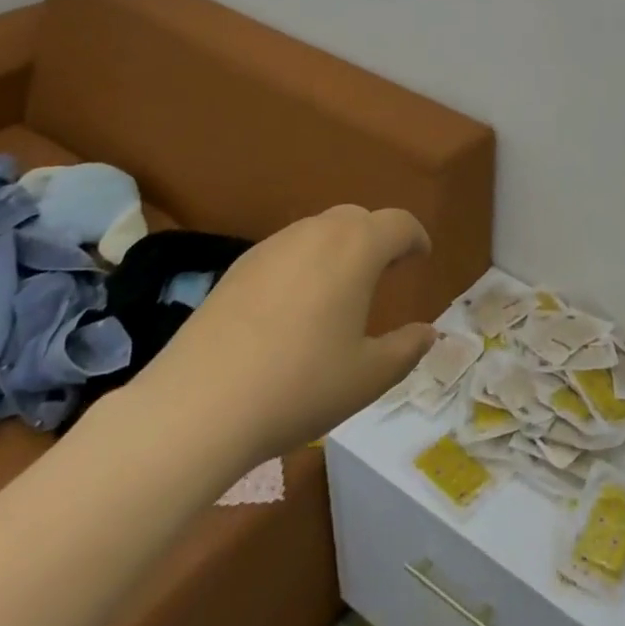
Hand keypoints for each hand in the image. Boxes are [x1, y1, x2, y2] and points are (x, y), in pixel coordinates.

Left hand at [131, 204, 436, 469]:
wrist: (195, 407)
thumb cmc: (298, 386)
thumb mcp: (367, 377)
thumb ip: (406, 349)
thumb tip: (429, 333)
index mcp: (357, 248)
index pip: (399, 223)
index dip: (415, 237)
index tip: (421, 257)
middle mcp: (317, 233)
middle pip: (357, 218)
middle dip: (377, 238)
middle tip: (384, 271)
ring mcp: (272, 247)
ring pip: (318, 231)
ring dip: (339, 248)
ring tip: (339, 289)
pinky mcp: (237, 268)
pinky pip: (285, 251)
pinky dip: (303, 264)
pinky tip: (292, 308)